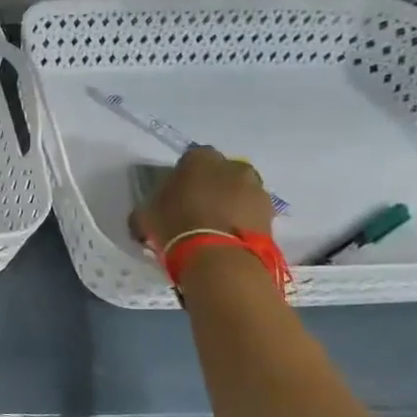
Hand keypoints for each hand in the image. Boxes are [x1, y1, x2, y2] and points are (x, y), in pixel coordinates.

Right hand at [129, 145, 276, 250]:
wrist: (219, 257)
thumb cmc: (175, 225)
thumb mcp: (145, 215)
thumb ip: (147, 208)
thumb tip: (145, 216)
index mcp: (200, 159)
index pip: (191, 159)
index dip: (183, 177)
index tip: (175, 194)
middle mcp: (233, 166)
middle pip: (221, 173)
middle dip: (211, 186)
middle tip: (196, 209)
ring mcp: (256, 189)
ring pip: (240, 192)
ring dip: (230, 203)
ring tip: (214, 228)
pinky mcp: (271, 214)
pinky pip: (252, 212)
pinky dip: (243, 221)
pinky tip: (228, 238)